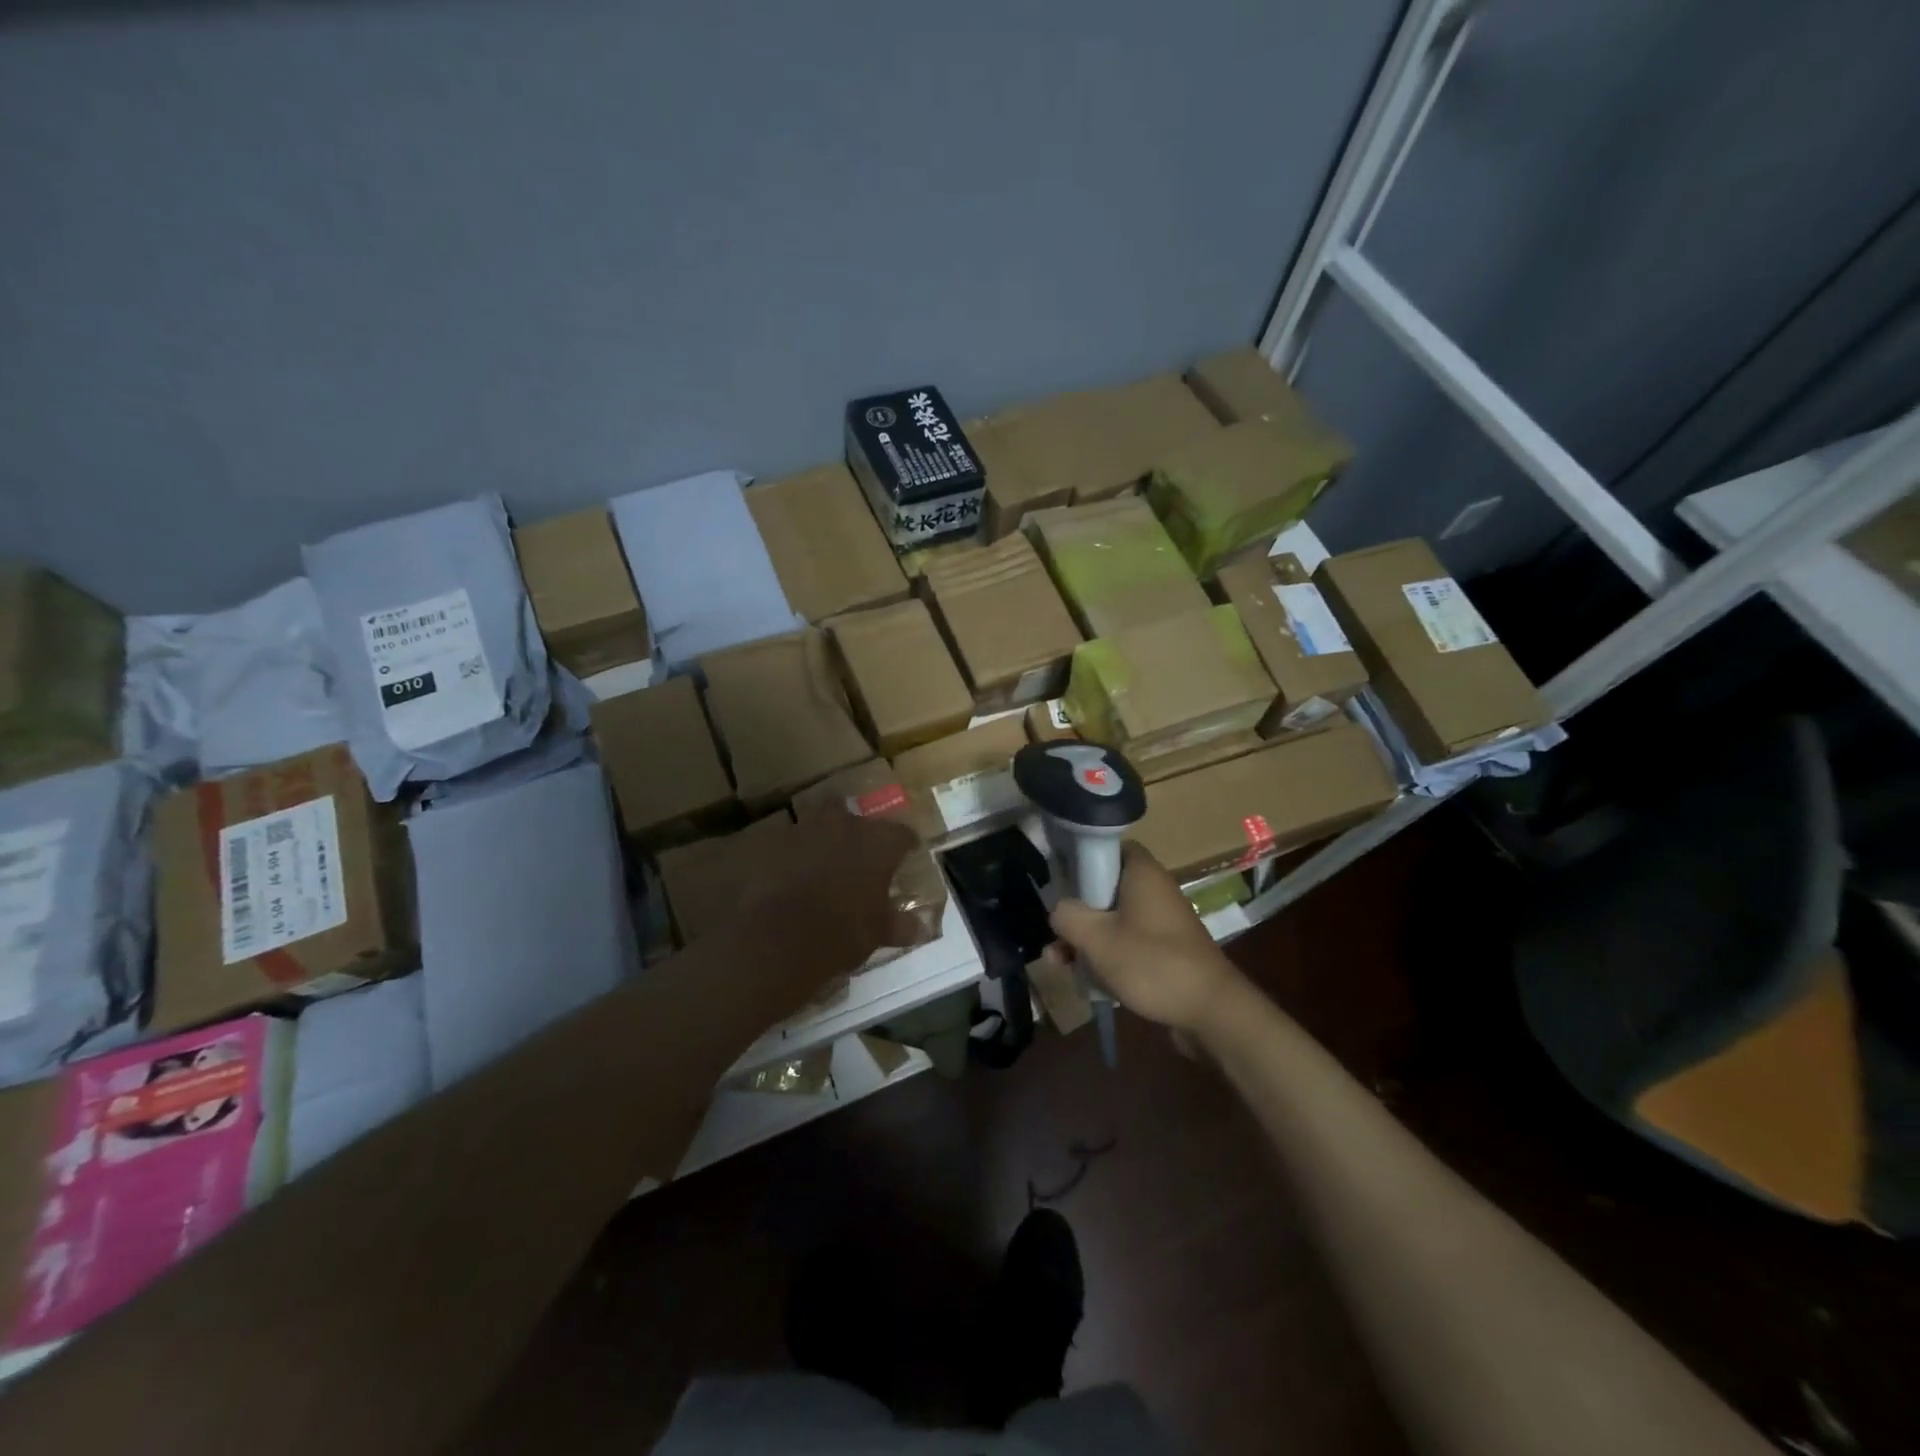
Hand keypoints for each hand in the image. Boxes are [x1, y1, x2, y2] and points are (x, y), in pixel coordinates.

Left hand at [740, 807, 919, 1003]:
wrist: (773, 938)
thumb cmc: (839, 934)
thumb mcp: (876, 934)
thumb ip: (899, 924)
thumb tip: (921, 927)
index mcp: (877, 844)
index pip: (902, 834)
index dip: (904, 845)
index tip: (905, 856)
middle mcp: (843, 825)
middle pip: (856, 817)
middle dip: (858, 834)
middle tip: (858, 857)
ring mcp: (803, 829)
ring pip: (818, 823)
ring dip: (822, 839)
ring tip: (821, 863)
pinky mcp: (769, 841)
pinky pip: (786, 841)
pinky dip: (790, 853)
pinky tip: (789, 874)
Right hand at [1049, 843, 1247, 1034]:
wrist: (1210, 1011)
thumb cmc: (1151, 963)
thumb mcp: (1096, 938)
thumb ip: (1067, 915)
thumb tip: (1059, 909)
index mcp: (1141, 872)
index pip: (1107, 847)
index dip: (1080, 860)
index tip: (1058, 882)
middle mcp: (1154, 889)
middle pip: (1104, 888)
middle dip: (1076, 913)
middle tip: (1055, 937)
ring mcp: (1161, 921)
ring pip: (1112, 919)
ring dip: (1086, 939)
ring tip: (1061, 965)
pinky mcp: (1165, 949)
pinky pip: (1127, 942)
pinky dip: (1107, 956)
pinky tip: (1088, 980)